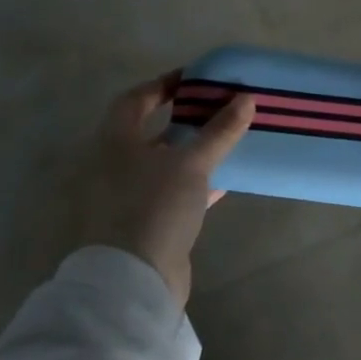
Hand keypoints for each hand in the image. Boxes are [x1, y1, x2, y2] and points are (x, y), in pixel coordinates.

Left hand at [79, 73, 254, 307]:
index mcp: (115, 143)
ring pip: (164, 163)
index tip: (196, 79)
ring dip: (192, 150)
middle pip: (151, 131)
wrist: (135, 280)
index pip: (135, 100)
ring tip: (227, 139)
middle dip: (184, 118)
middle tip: (218, 107)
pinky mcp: (145, 223)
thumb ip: (219, 131)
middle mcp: (115, 166)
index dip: (163, 85)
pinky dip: (196, 182)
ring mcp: (128, 197)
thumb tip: (246, 98)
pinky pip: (173, 191)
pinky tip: (224, 180)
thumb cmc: (155, 206)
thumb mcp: (192, 163)